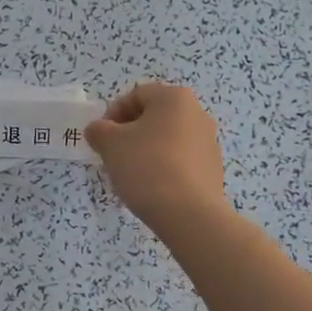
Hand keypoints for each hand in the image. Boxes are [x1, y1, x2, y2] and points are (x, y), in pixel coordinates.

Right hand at [85, 83, 226, 231]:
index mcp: (174, 98)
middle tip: (114, 156)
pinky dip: (163, 168)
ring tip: (132, 175)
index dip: (113, 114)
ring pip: (167, 139)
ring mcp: (209, 142)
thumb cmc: (147, 167)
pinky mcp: (212, 169)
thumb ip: (99, 130)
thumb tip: (99, 130)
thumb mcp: (110, 144)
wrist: (189, 214)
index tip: (102, 138)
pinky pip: (180, 160)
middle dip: (129, 133)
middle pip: (153, 117)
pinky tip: (152, 188)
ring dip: (146, 150)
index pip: (136, 95)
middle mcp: (197, 113)